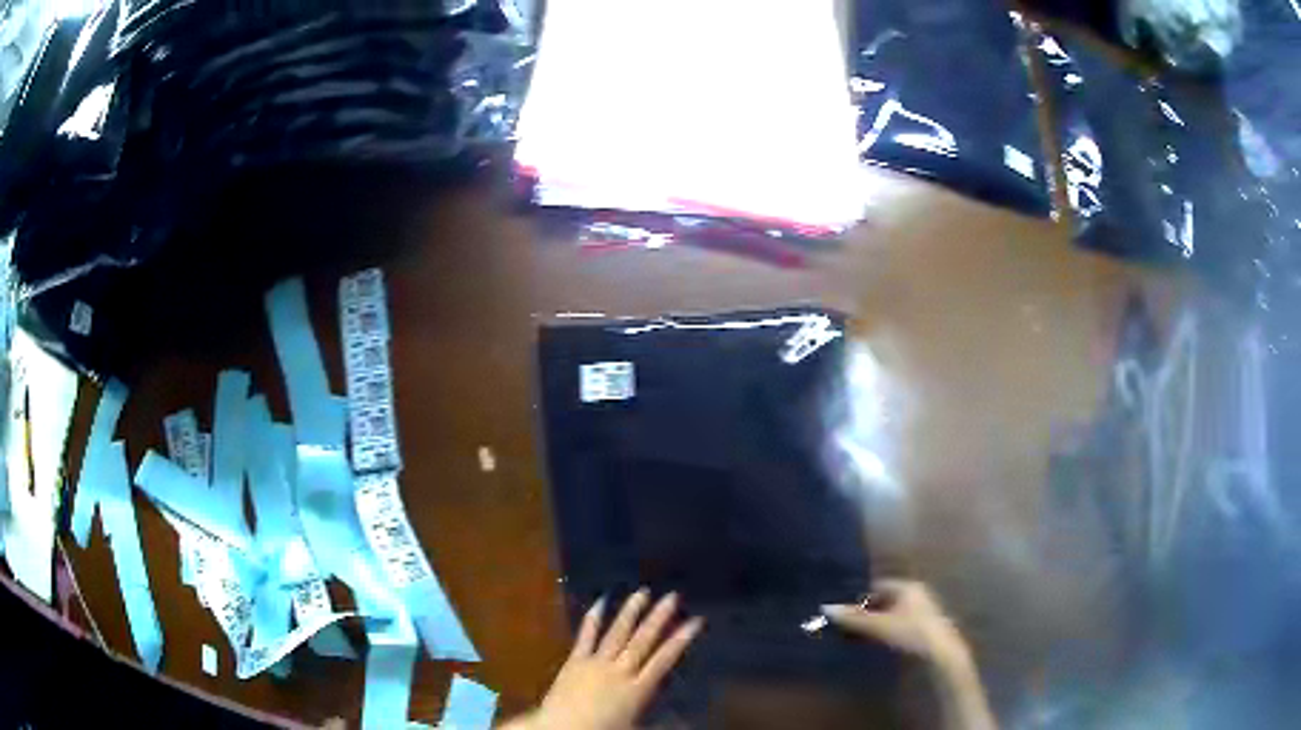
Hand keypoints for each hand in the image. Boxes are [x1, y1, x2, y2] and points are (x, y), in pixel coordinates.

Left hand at [516, 589, 704, 729]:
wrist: (562, 729)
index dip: (681, 640)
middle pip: (643, 641)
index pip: (664, 660)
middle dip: (659, 618)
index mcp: (638, 689)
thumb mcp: (636, 728)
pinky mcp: (575, 661)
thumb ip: (661, 722)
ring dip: (630, 613)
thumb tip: (686, 720)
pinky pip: (586, 637)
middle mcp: (620, 671)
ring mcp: (596, 663)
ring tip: (642, 592)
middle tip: (672, 596)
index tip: (695, 621)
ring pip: (617, 633)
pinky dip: (593, 619)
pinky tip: (600, 602)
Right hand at [821, 579, 969, 669]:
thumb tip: (827, 608)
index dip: (862, 598)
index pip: (878, 586)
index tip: (847, 613)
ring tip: (861, 637)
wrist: (941, 653)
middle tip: (850, 627)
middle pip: (886, 600)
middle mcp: (916, 593)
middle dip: (869, 612)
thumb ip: (854, 618)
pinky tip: (880, 643)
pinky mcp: (925, 626)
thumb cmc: (911, 632)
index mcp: (907, 586)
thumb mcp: (879, 626)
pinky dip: (888, 630)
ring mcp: (923, 610)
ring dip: (878, 623)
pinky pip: (900, 623)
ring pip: (893, 613)